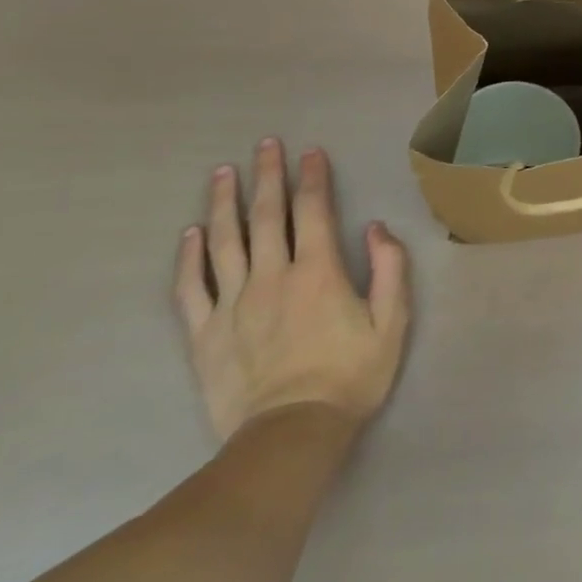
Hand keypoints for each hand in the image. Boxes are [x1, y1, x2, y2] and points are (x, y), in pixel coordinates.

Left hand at [175, 139, 410, 441]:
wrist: (290, 437)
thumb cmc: (350, 376)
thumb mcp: (393, 322)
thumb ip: (390, 269)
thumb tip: (375, 227)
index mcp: (319, 272)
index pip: (314, 211)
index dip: (313, 178)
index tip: (311, 152)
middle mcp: (273, 277)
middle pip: (267, 216)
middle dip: (269, 176)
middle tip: (265, 145)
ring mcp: (234, 304)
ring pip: (225, 242)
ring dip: (224, 203)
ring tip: (223, 173)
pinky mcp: (205, 334)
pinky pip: (191, 288)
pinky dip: (189, 257)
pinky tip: (190, 234)